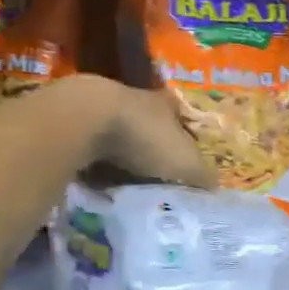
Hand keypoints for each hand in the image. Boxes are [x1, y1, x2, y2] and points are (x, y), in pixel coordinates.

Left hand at [48, 76, 216, 188]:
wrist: (83, 120)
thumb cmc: (144, 137)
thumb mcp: (185, 163)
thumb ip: (202, 176)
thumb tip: (216, 188)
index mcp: (164, 104)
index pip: (181, 117)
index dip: (186, 137)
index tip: (186, 160)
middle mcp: (134, 101)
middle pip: (149, 127)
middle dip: (153, 151)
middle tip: (159, 179)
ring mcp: (101, 110)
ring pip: (118, 137)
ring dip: (122, 158)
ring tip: (128, 187)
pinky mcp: (72, 122)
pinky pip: (90, 149)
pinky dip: (96, 165)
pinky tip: (98, 184)